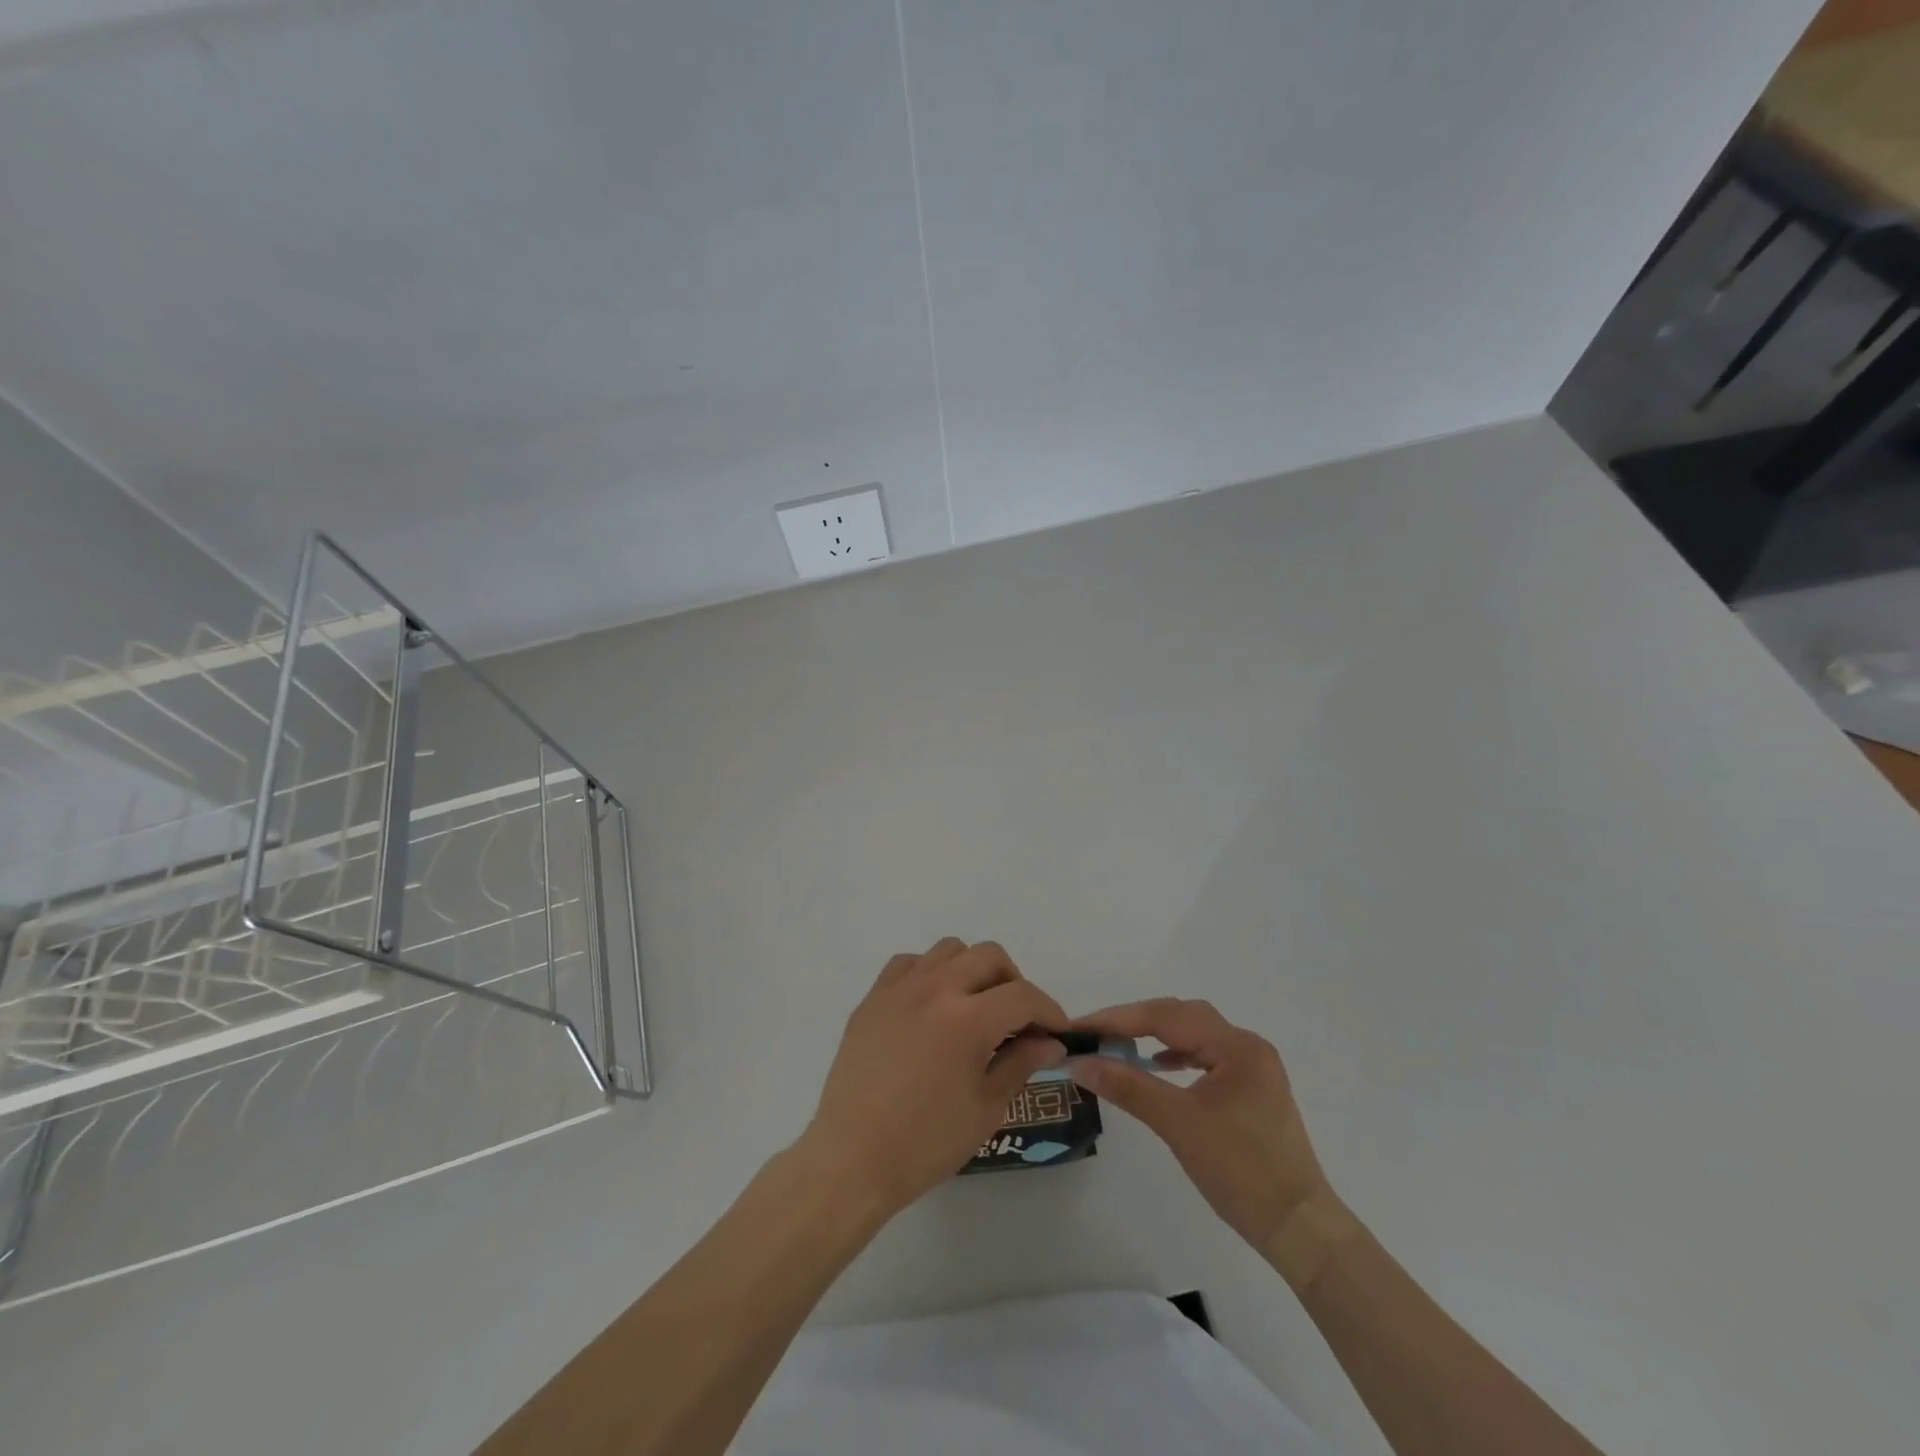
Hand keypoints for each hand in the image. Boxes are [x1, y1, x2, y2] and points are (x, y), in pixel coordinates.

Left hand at [797, 938, 1067, 1219]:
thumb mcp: (986, 1108)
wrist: (853, 1158)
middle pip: (989, 956)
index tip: (1056, 1032)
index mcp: (968, 1019)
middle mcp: (935, 989)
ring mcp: (899, 988)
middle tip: (1017, 1020)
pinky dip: (931, 973)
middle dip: (1014, 982)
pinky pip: (910, 963)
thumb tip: (1050, 1042)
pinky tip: (933, 1006)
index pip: (1023, 996)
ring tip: (975, 1007)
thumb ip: (1021, 1063)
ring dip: (973, 970)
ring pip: (950, 950)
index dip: (1048, 1011)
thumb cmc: (926, 1143)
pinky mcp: (873, 997)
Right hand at [1066, 998, 1332, 1252]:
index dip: (1118, 1019)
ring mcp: (1253, 1068)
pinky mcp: (1251, 1090)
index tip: (1080, 1027)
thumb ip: (1127, 1086)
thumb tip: (1078, 1063)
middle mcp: (1247, 1046)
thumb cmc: (1241, 1172)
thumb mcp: (1178, 1124)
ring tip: (1119, 1046)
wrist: (1300, 1229)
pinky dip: (1176, 1055)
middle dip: (1135, 1021)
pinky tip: (1157, 1066)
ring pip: (1194, 1034)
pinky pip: (1205, 1057)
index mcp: (1236, 1046)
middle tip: (1095, 1034)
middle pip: (1181, 1016)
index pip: (1166, 1016)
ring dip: (1155, 1035)